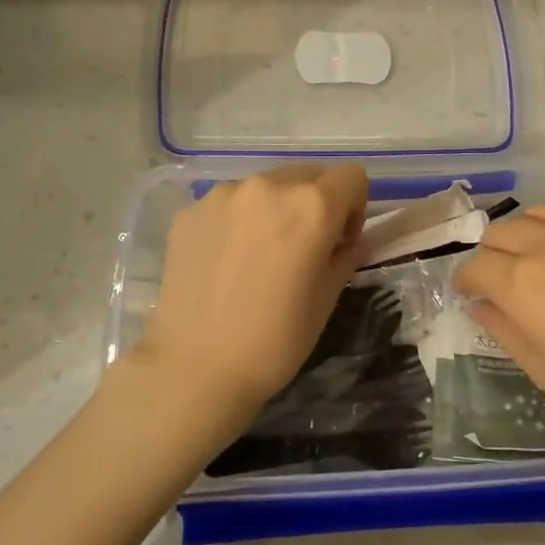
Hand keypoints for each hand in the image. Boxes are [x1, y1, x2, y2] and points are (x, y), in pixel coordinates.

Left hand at [135, 165, 368, 419]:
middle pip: (308, 175)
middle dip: (315, 204)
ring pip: (266, 187)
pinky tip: (226, 263)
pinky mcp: (190, 211)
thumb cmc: (275, 341)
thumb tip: (351, 241)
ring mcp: (222, 195)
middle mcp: (267, 186)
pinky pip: (229, 204)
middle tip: (303, 249)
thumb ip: (345, 257)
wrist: (195, 368)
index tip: (339, 243)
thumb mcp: (326, 300)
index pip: (351, 177)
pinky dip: (238, 221)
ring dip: (274, 209)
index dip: (354, 208)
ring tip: (259, 257)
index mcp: (311, 206)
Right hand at [451, 208, 544, 472]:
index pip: (475, 266)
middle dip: (492, 255)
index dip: (466, 282)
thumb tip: (482, 304)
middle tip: (503, 282)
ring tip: (540, 264)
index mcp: (524, 283)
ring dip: (528, 236)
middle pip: (502, 231)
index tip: (471, 295)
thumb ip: (505, 330)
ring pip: (542, 214)